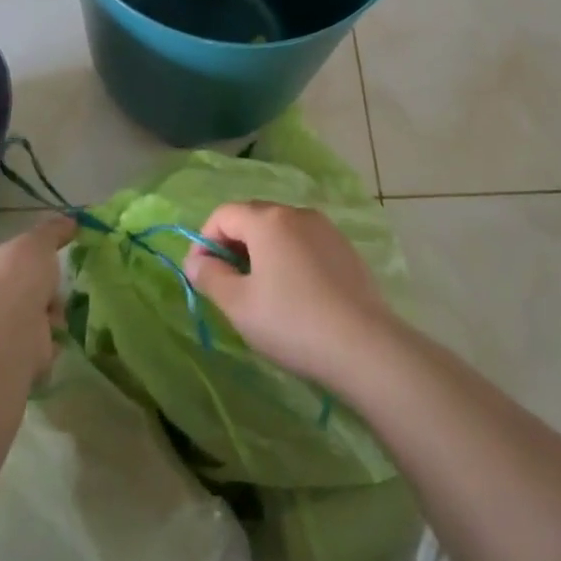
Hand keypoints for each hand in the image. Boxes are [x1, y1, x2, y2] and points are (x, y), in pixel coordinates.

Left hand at [0, 217, 71, 383]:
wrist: (9, 331)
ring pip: (34, 319)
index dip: (30, 260)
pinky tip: (55, 337)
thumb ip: (54, 230)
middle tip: (59, 288)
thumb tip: (71, 220)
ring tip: (57, 315)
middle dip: (44, 291)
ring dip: (51, 317)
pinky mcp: (13, 358)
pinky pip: (41, 346)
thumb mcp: (39, 241)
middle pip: (23, 291)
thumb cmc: (17, 276)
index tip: (51, 259)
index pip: (6, 261)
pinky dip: (51, 343)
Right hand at [185, 202, 398, 389]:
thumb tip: (196, 261)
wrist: (365, 347)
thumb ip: (209, 277)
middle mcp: (298, 213)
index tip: (200, 275)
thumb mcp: (238, 305)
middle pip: (252, 218)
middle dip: (232, 245)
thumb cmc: (292, 322)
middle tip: (226, 284)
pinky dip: (288, 258)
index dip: (204, 240)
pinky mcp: (346, 249)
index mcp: (268, 220)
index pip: (223, 214)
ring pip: (280, 230)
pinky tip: (294, 294)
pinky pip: (304, 244)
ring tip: (259, 291)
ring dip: (260, 252)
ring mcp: (326, 229)